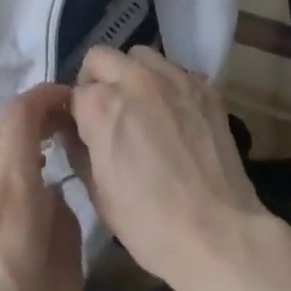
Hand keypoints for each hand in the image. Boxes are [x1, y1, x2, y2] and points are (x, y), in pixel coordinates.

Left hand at [0, 83, 82, 290]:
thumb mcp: (66, 280)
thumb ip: (64, 221)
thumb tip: (52, 195)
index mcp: (12, 196)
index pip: (21, 115)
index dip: (46, 96)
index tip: (71, 102)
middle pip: (0, 118)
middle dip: (32, 113)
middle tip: (60, 132)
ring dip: (9, 133)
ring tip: (36, 159)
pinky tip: (9, 191)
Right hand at [70, 45, 266, 286]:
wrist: (218, 234)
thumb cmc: (149, 223)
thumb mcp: (98, 193)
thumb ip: (78, 150)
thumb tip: (73, 131)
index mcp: (101, 105)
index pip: (75, 93)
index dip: (77, 115)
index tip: (84, 132)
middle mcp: (134, 79)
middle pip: (101, 58)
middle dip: (97, 81)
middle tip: (107, 112)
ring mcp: (173, 79)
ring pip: (140, 56)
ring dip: (132, 74)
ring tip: (142, 106)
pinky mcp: (204, 88)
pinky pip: (175, 71)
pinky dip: (166, 85)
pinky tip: (173, 115)